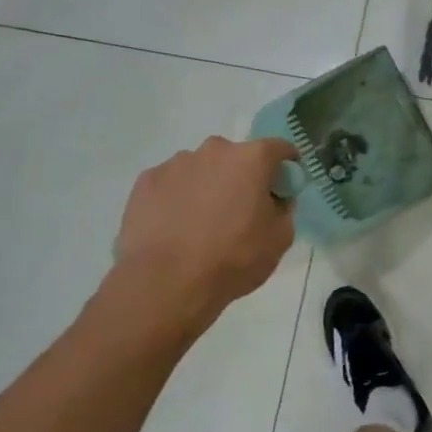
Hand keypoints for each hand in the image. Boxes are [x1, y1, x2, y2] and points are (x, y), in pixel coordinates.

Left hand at [111, 137, 297, 313]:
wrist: (165, 283)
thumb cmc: (233, 258)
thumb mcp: (279, 239)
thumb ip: (283, 209)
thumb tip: (274, 199)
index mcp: (251, 159)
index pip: (279, 148)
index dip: (286, 165)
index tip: (284, 185)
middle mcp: (213, 150)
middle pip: (236, 157)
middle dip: (242, 176)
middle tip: (240, 209)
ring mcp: (175, 164)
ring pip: (201, 169)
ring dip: (208, 186)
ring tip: (201, 223)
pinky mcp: (146, 181)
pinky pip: (172, 184)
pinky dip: (178, 198)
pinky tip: (175, 227)